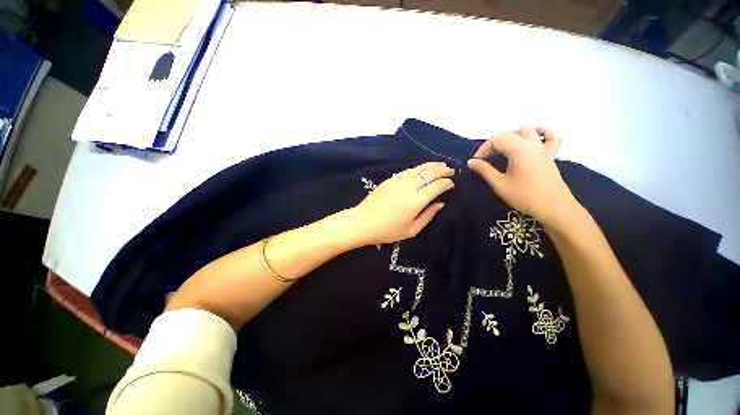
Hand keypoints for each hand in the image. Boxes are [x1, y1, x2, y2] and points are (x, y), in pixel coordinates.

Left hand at [350, 162, 454, 244]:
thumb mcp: (411, 230)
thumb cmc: (388, 230)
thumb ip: (428, 215)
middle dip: (442, 170)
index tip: (451, 184)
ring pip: (418, 169)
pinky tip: (421, 168)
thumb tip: (440, 203)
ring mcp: (397, 181)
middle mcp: (408, 187)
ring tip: (440, 165)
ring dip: (431, 165)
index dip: (446, 183)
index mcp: (415, 202)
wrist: (364, 222)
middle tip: (450, 170)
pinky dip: (418, 168)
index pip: (436, 186)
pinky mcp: (389, 180)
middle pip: (429, 174)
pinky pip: (407, 171)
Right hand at [467, 127, 580, 227]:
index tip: (476, 163)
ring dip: (512, 136)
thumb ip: (484, 170)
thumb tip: (471, 161)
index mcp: (518, 148)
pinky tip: (533, 139)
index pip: (495, 139)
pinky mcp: (551, 154)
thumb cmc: (524, 196)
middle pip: (508, 134)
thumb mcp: (499, 184)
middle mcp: (531, 143)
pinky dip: (540, 133)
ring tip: (503, 149)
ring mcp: (543, 147)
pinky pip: (549, 136)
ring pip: (527, 130)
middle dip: (493, 144)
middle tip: (485, 160)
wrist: (554, 207)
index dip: (483, 149)